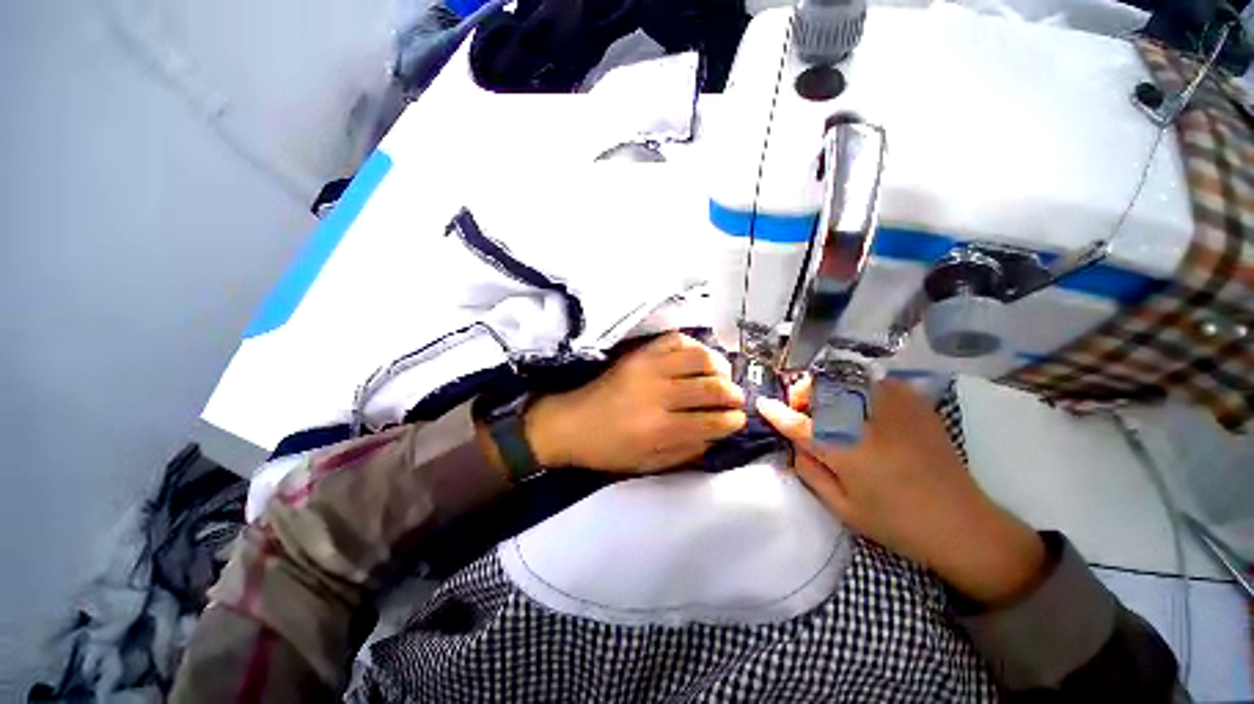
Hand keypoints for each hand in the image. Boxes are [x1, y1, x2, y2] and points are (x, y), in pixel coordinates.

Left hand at [524, 332, 747, 472]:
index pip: (711, 421)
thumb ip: (685, 451)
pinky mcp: (639, 353)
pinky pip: (675, 339)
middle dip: (733, 394)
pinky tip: (698, 357)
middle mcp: (658, 394)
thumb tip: (716, 434)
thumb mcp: (648, 464)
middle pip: (711, 387)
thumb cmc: (608, 449)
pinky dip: (694, 345)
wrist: (571, 423)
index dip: (732, 420)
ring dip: (719, 366)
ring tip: (722, 375)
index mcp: (659, 428)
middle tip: (737, 398)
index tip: (740, 419)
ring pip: (699, 358)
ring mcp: (648, 367)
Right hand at [757, 379, 1045, 603]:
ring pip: (845, 377)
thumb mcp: (842, 508)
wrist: (964, 524)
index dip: (776, 412)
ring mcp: (894, 407)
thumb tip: (794, 443)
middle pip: (821, 387)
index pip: (798, 424)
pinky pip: (873, 380)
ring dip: (827, 388)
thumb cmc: (897, 524)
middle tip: (801, 410)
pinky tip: (860, 406)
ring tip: (829, 407)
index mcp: (847, 451)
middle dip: (802, 394)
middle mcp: (867, 421)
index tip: (762, 404)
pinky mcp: (914, 403)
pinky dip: (856, 387)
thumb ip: (809, 471)